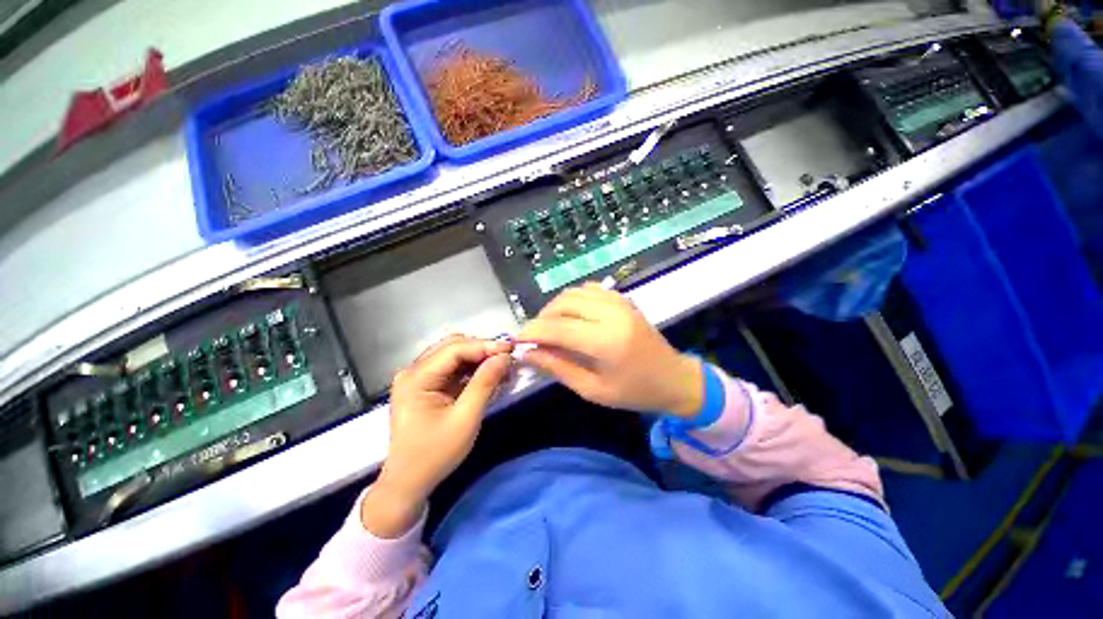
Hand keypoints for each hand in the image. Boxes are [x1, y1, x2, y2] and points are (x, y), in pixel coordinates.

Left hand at [361, 335, 512, 536]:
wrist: (408, 483)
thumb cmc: (435, 453)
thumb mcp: (465, 418)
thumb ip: (485, 383)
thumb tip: (504, 357)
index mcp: (416, 377)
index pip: (455, 349)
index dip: (485, 346)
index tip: (511, 349)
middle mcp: (414, 371)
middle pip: (453, 347)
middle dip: (482, 350)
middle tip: (507, 357)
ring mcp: (418, 378)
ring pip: (454, 356)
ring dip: (479, 359)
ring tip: (502, 366)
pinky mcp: (426, 386)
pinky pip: (452, 369)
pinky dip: (472, 370)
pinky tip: (489, 375)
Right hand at [517, 283, 702, 417]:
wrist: (674, 378)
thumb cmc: (635, 392)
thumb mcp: (593, 390)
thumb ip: (558, 367)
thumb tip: (528, 353)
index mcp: (606, 341)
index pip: (557, 328)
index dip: (532, 332)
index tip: (517, 340)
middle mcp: (611, 314)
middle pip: (562, 304)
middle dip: (541, 319)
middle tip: (535, 337)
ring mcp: (618, 302)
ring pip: (573, 293)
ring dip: (555, 308)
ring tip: (550, 328)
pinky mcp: (622, 299)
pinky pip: (589, 289)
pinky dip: (573, 300)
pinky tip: (572, 316)